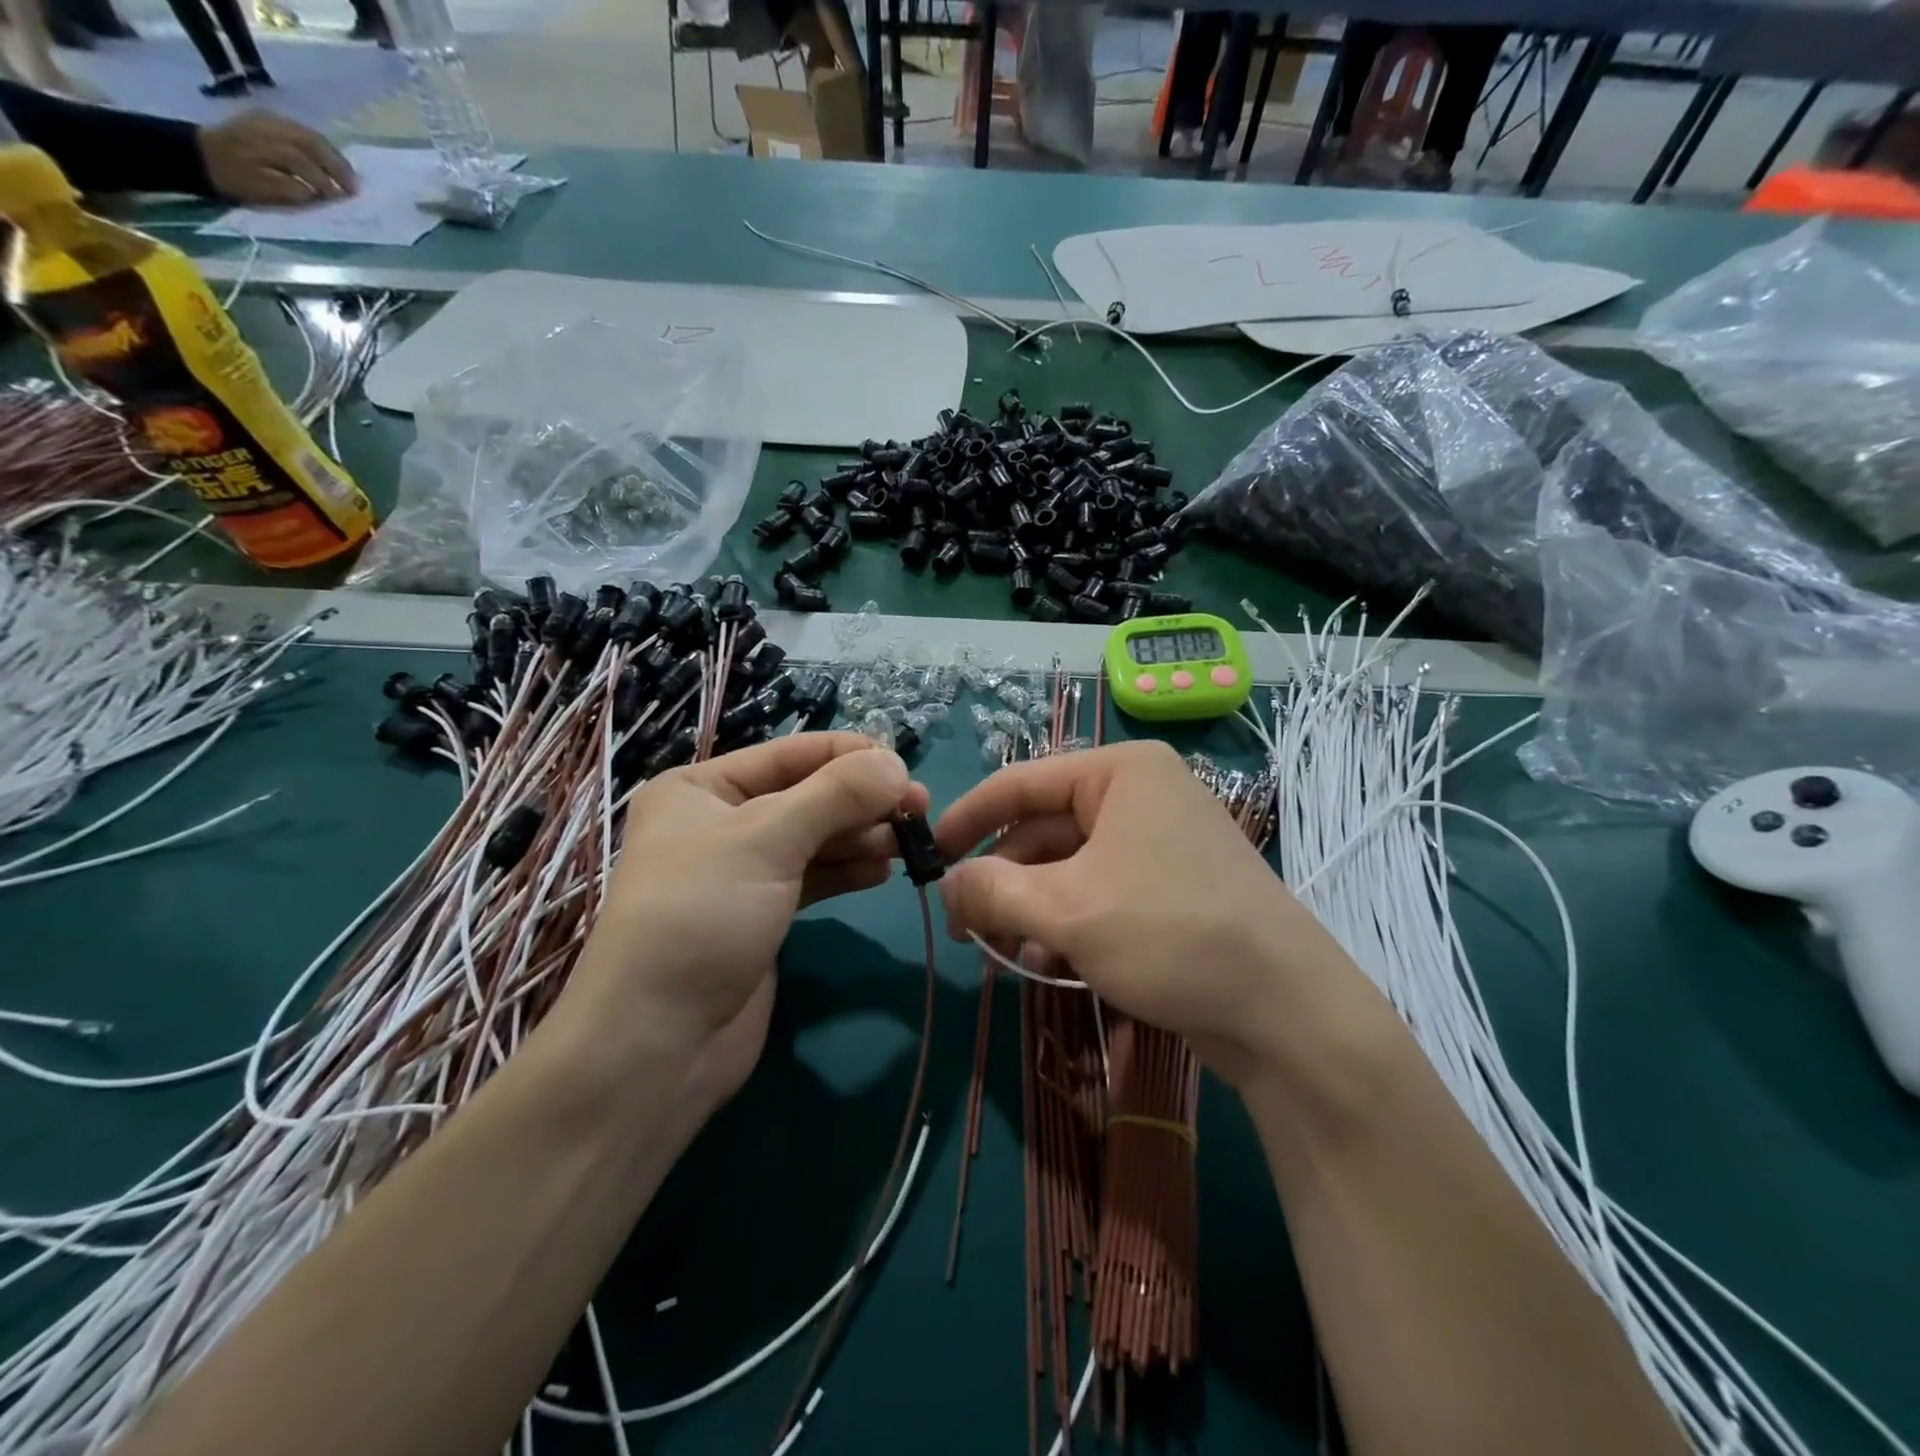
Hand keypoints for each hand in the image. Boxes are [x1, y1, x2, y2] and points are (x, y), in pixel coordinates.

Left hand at [197, 112, 355, 204]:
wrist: (196, 154)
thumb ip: (291, 190)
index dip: (329, 183)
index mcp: (267, 146)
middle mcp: (269, 128)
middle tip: (354, 188)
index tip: (345, 201)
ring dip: (332, 156)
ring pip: (309, 135)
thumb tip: (319, 194)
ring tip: (345, 175)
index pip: (307, 164)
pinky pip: (299, 130)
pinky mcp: (265, 119)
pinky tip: (326, 159)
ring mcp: (267, 120)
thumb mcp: (262, 191)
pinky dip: (319, 145)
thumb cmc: (232, 180)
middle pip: (313, 144)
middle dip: (337, 167)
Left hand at [562, 734, 926, 1111]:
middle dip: (862, 801)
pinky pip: (813, 877)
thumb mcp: (767, 840)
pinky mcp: (763, 914)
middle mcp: (720, 822)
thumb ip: (836, 795)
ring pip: (815, 838)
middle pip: (807, 795)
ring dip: (861, 837)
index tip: (908, 768)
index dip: (851, 756)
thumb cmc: (702, 917)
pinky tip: (883, 872)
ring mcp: (742, 871)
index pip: (791, 754)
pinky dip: (848, 871)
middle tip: (920, 811)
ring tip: (907, 845)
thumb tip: (897, 763)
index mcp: (701, 787)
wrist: (658, 1044)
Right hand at [935, 740, 1384, 1089]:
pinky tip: (1044, 963)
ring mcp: (1160, 842)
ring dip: (1029, 908)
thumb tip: (947, 885)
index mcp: (1120, 772)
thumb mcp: (1066, 910)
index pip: (1021, 782)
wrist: (1286, 1011)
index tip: (929, 856)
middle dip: (1001, 879)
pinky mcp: (1171, 888)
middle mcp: (1141, 795)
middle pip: (1044, 829)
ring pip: (1070, 867)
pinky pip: (1100, 892)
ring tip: (998, 953)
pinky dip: (1066, 923)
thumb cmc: (1169, 933)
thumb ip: (992, 890)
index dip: (968, 818)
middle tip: (963, 928)